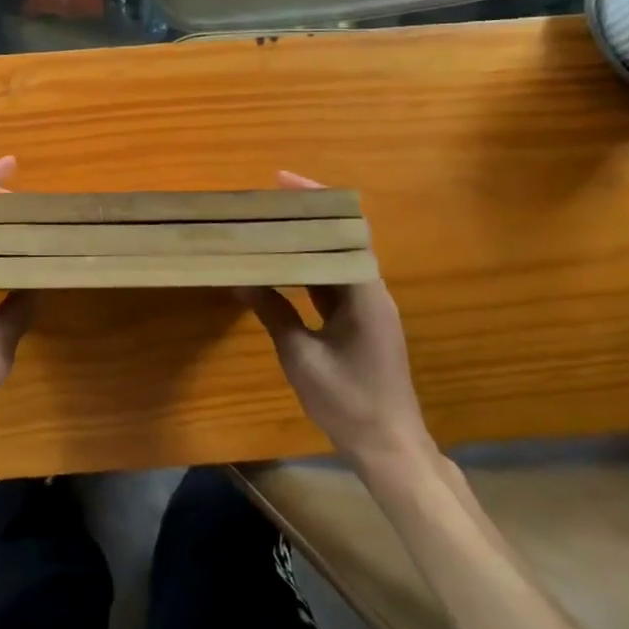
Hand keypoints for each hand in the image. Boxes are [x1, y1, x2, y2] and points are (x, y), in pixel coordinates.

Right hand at [238, 171, 432, 481]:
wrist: (388, 446)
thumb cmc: (347, 400)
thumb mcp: (301, 355)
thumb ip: (273, 311)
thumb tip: (241, 278)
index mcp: (363, 292)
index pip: (345, 230)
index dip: (316, 201)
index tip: (281, 181)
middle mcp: (370, 291)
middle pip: (340, 238)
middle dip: (305, 216)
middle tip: (265, 203)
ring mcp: (368, 307)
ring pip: (335, 261)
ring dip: (306, 243)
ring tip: (267, 226)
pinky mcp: (361, 323)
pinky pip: (332, 284)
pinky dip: (308, 270)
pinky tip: (281, 266)